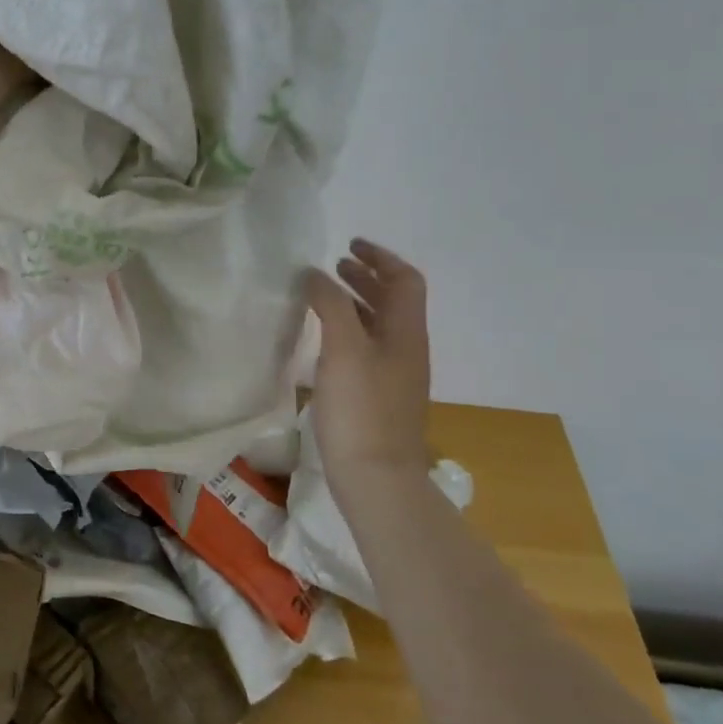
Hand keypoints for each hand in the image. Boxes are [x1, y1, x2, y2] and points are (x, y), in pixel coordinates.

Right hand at [305, 238, 431, 475]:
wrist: (377, 477)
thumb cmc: (361, 408)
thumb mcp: (343, 348)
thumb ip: (331, 305)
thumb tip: (316, 274)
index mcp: (405, 332)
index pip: (404, 280)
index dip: (381, 258)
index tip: (349, 245)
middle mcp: (406, 348)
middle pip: (394, 301)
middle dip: (367, 277)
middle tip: (335, 266)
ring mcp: (394, 375)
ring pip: (379, 325)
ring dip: (357, 302)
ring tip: (325, 296)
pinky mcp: (378, 396)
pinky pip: (367, 347)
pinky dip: (349, 329)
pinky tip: (324, 340)